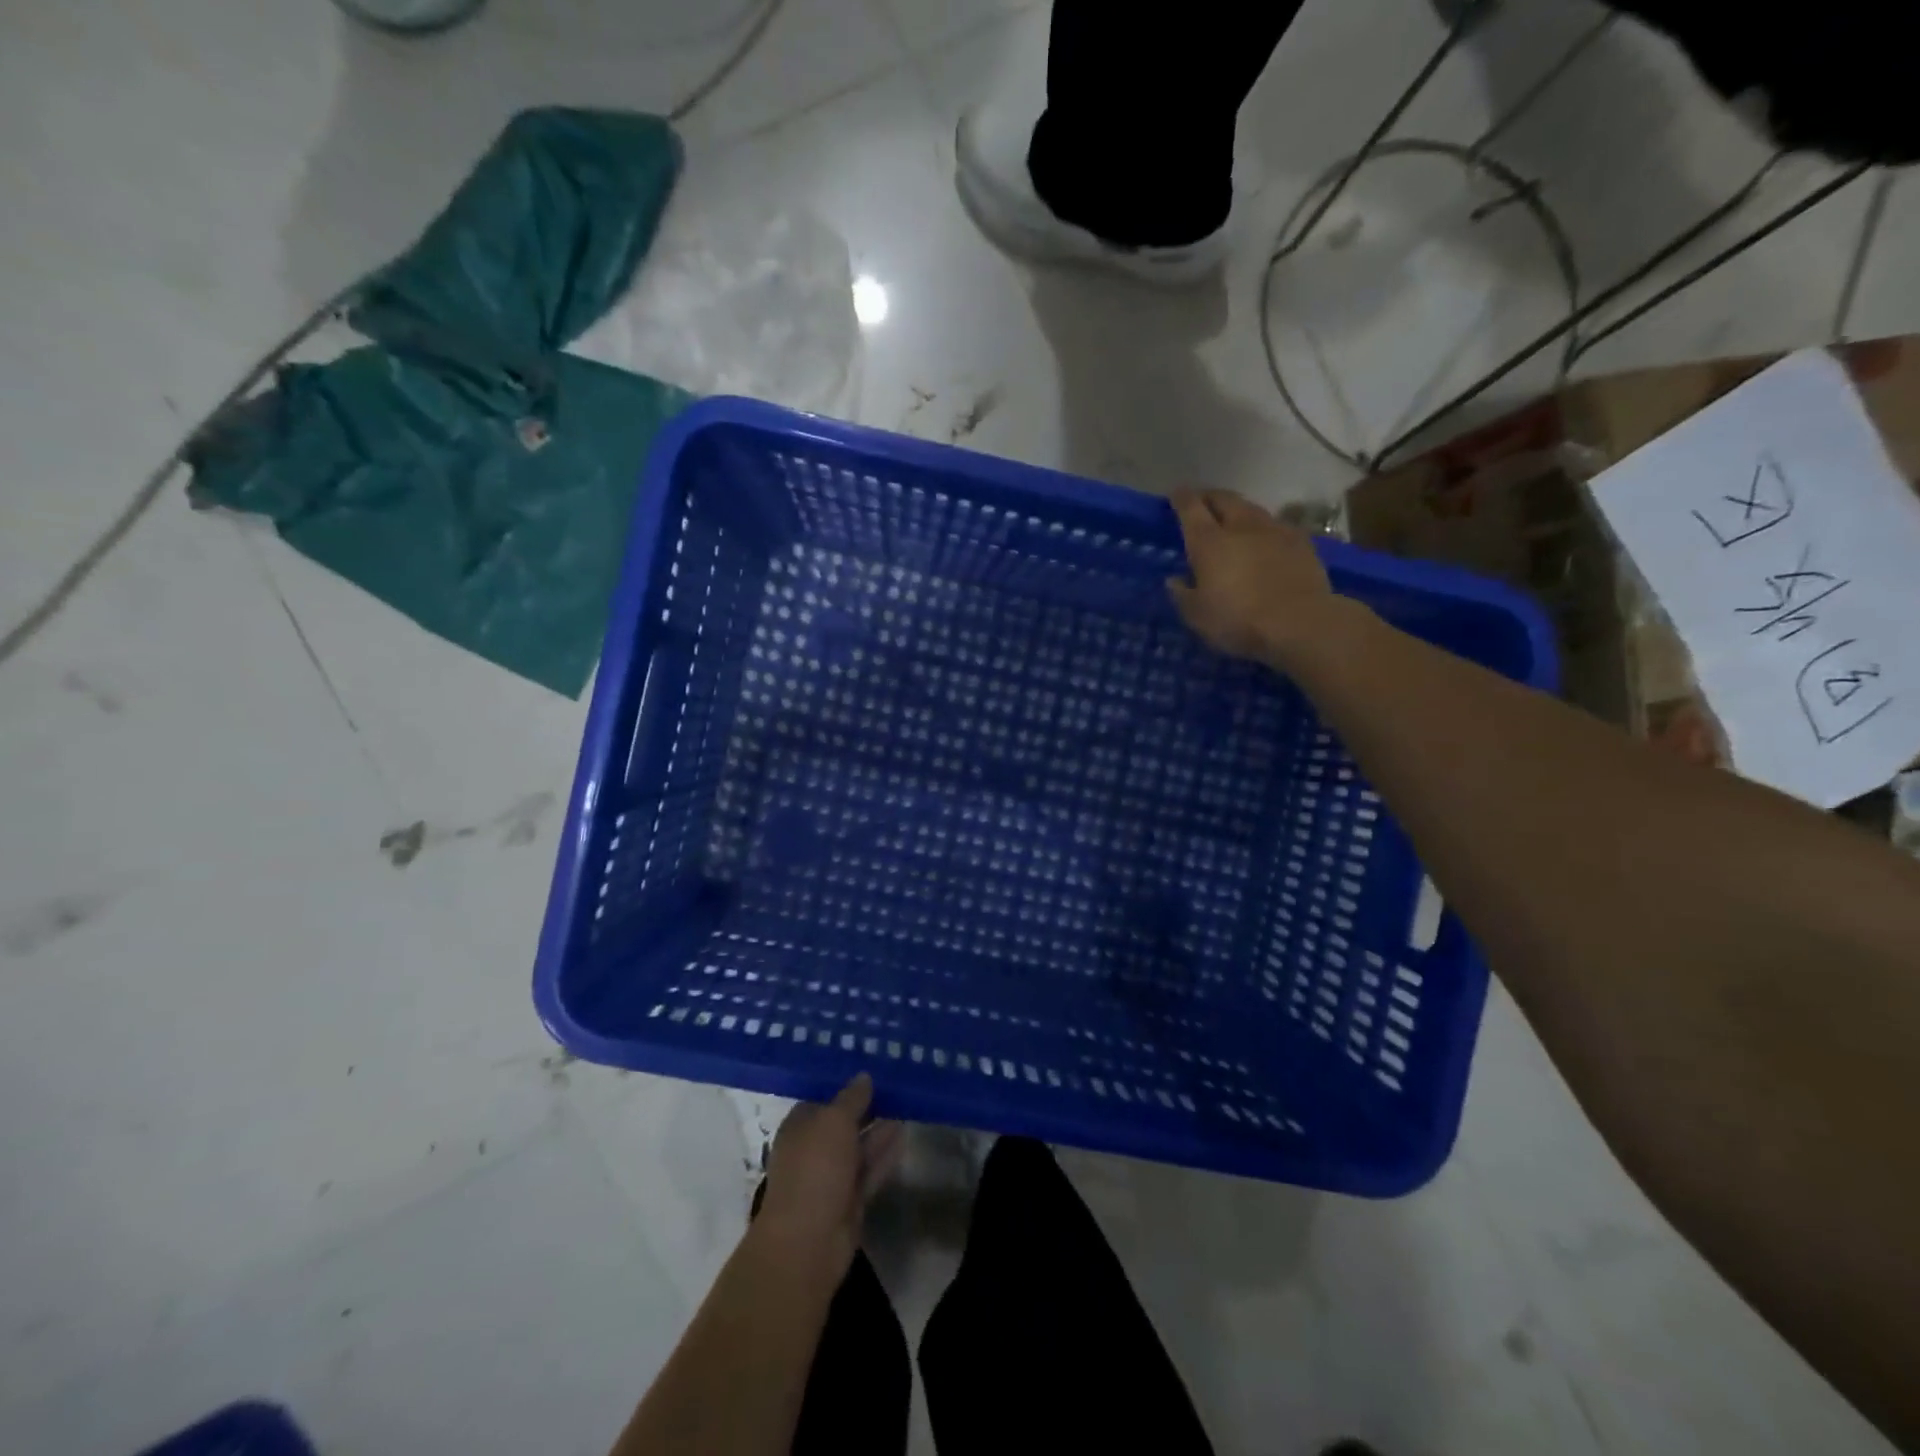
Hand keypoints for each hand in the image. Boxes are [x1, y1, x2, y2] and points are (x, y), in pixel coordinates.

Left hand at [757, 1075, 902, 1278]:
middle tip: (897, 1084)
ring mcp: (831, 1177)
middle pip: (843, 1122)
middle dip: (867, 1106)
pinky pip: (870, 1170)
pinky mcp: (850, 1200)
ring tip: (906, 1104)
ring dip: (880, 1129)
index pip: (823, 1098)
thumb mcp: (834, 1120)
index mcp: (800, 1126)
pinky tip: (904, 1134)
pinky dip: (885, 1154)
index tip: (873, 1070)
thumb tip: (864, 1076)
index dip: (846, 1086)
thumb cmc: (815, 1168)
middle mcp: (813, 1149)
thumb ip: (852, 1098)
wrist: (809, 1241)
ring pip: (859, 1146)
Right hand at [1167, 488, 1337, 665]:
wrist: (1300, 622)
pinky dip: (1265, 529)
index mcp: (1209, 542)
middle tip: (1202, 502)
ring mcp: (1274, 530)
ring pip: (1252, 509)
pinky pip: (1277, 526)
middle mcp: (1241, 526)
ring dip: (1239, 511)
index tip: (1176, 494)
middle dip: (1210, 497)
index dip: (1181, 498)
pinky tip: (1265, 540)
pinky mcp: (1301, 542)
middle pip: (1224, 499)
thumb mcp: (1197, 616)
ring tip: (1233, 520)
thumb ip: (1182, 595)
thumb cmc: (1238, 620)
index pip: (1190, 508)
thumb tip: (1174, 580)